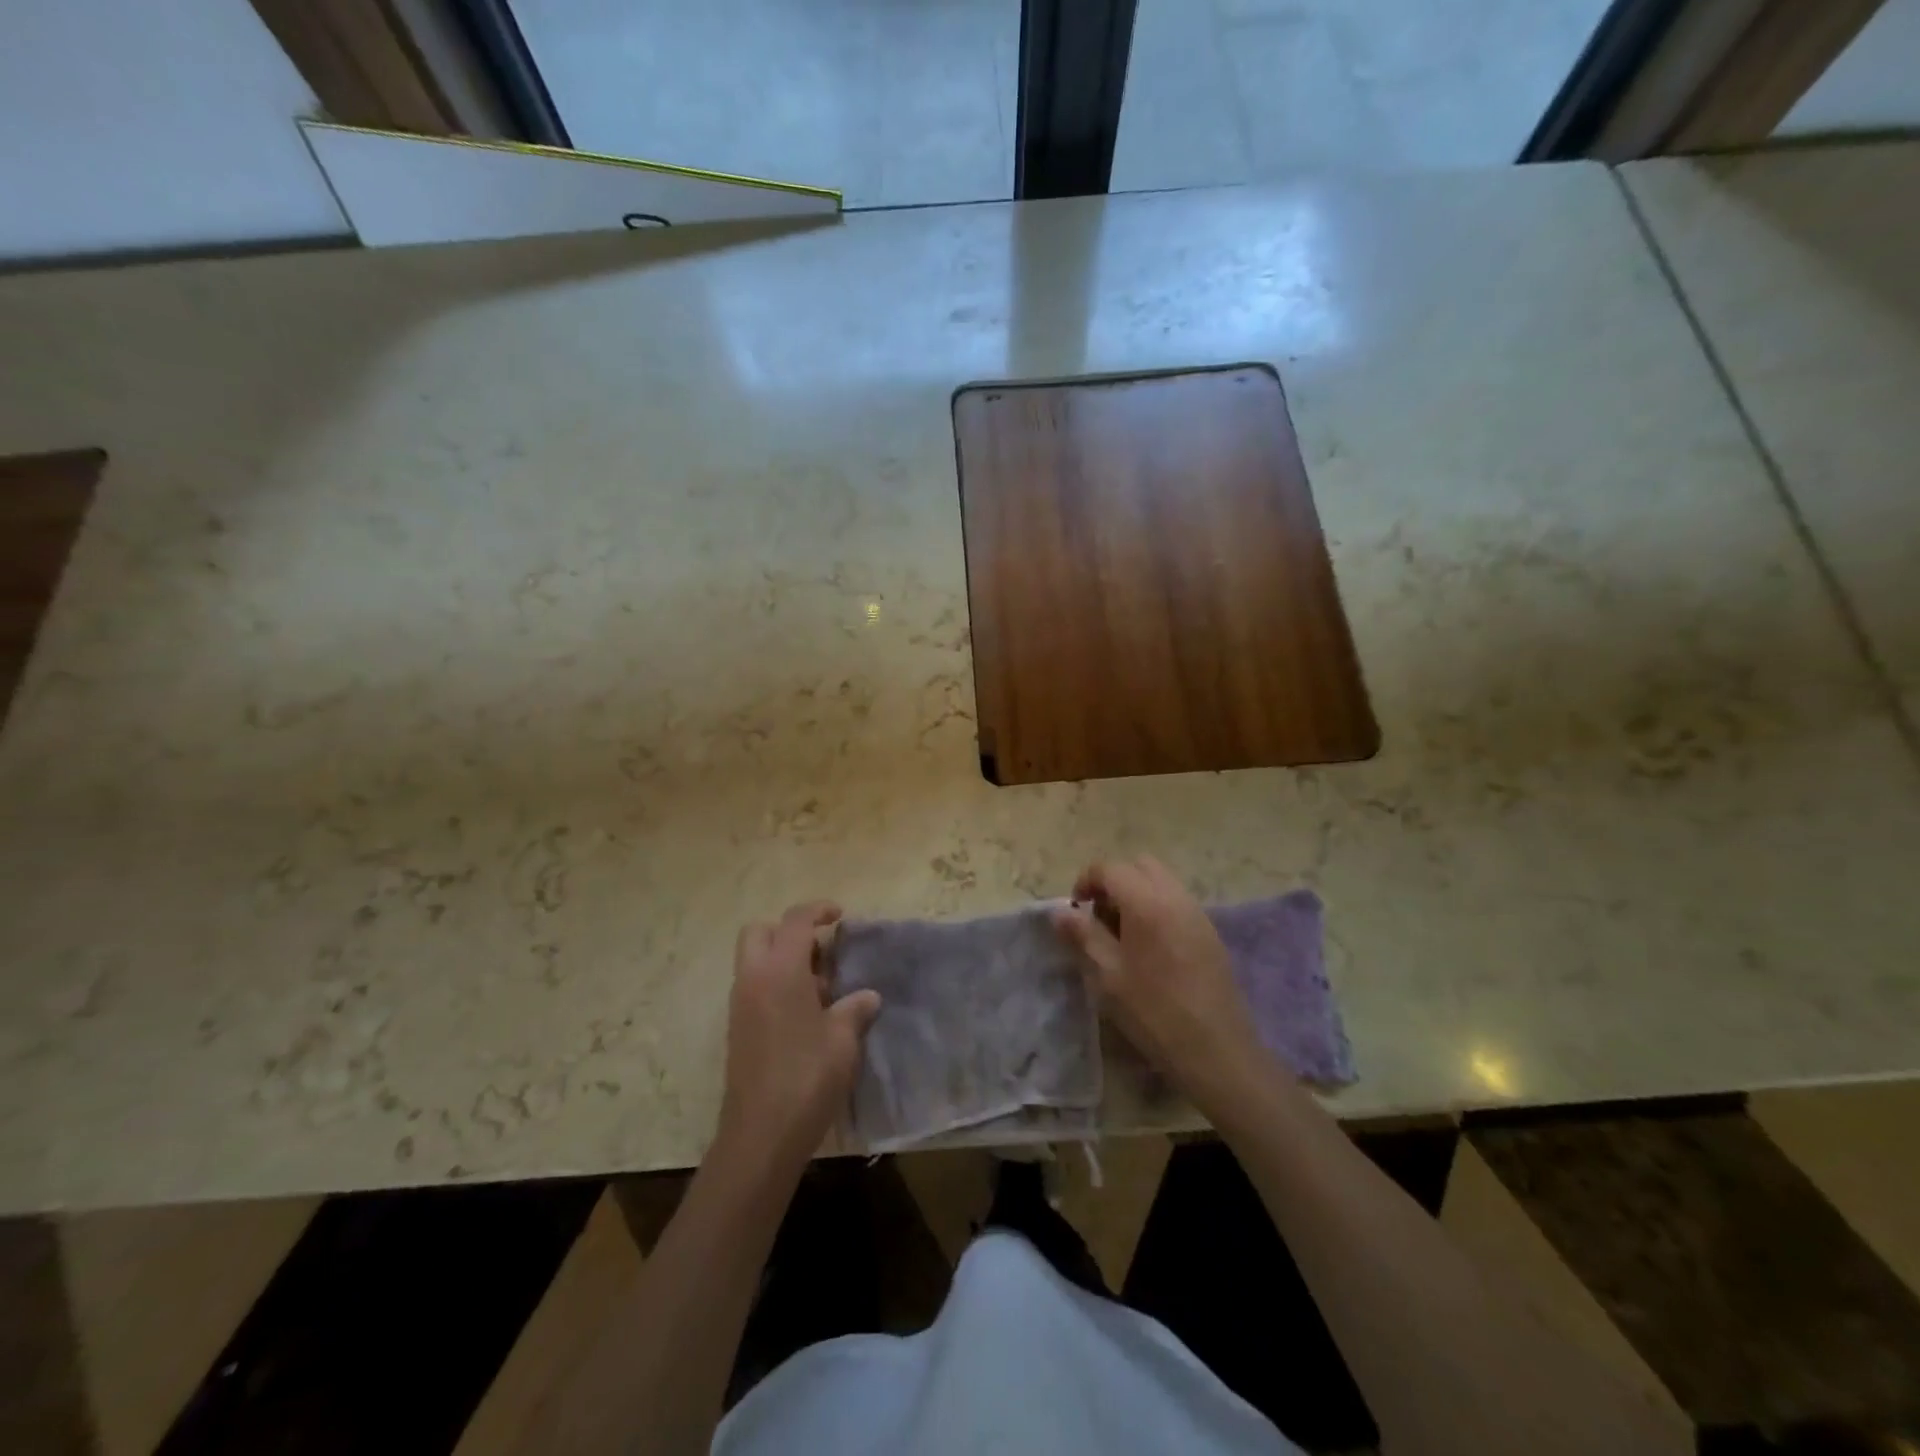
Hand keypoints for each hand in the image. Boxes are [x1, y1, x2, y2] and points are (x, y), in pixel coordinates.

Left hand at [717, 902, 880, 1169]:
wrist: (761, 1134)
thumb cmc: (807, 1077)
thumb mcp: (843, 1040)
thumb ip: (855, 1009)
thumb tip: (867, 996)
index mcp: (780, 971)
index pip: (796, 921)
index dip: (818, 910)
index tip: (840, 915)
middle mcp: (753, 978)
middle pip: (760, 931)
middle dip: (789, 932)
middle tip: (822, 953)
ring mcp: (740, 1004)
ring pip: (755, 960)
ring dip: (783, 960)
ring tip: (821, 989)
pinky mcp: (737, 1029)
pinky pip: (754, 987)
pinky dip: (775, 985)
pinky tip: (805, 1015)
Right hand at [1053, 856, 1270, 1115]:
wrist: (1216, 1050)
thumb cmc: (1154, 1012)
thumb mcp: (1107, 975)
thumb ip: (1082, 935)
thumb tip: (1060, 912)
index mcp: (1146, 902)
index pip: (1110, 868)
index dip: (1086, 881)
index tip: (1075, 910)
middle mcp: (1175, 897)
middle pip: (1139, 866)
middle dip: (1114, 881)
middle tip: (1100, 917)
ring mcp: (1198, 913)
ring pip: (1161, 881)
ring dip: (1136, 894)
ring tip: (1123, 935)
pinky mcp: (1210, 933)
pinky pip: (1177, 902)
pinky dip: (1157, 908)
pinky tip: (1150, 949)